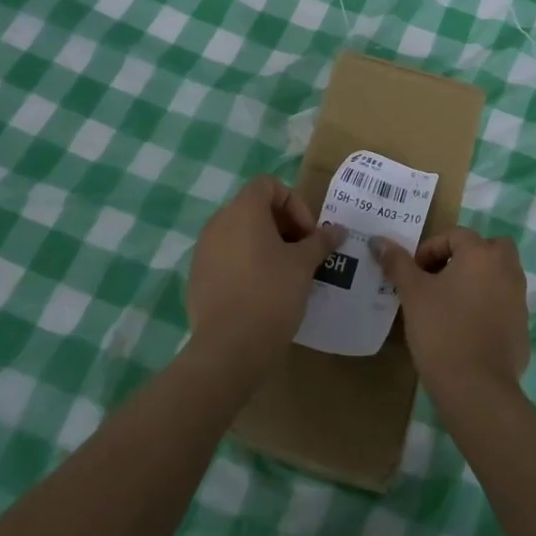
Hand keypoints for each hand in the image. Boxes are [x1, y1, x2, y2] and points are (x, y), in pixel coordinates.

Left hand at [186, 175, 342, 367]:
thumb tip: (339, 230)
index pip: (268, 185)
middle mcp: (218, 223)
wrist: (228, 350)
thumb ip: (320, 241)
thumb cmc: (270, 294)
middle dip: (282, 225)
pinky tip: (262, 292)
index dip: (293, 203)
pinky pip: (226, 258)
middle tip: (302, 253)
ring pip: (239, 234)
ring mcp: (203, 251)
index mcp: (243, 210)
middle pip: (254, 208)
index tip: (308, 234)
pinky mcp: (197, 278)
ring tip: (286, 273)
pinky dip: (246, 264)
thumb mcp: (303, 265)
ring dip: (265, 245)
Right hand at [373, 227, 528, 401]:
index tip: (414, 274)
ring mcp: (519, 299)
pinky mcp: (522, 328)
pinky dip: (488, 308)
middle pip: (489, 248)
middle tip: (441, 278)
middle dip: (466, 257)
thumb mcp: (413, 294)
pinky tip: (467, 330)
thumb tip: (378, 240)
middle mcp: (507, 269)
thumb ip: (398, 263)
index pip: (455, 235)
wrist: (477, 389)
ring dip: (478, 281)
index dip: (430, 250)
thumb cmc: (442, 331)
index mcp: (481, 254)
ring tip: (450, 304)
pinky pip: (503, 305)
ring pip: (499, 276)